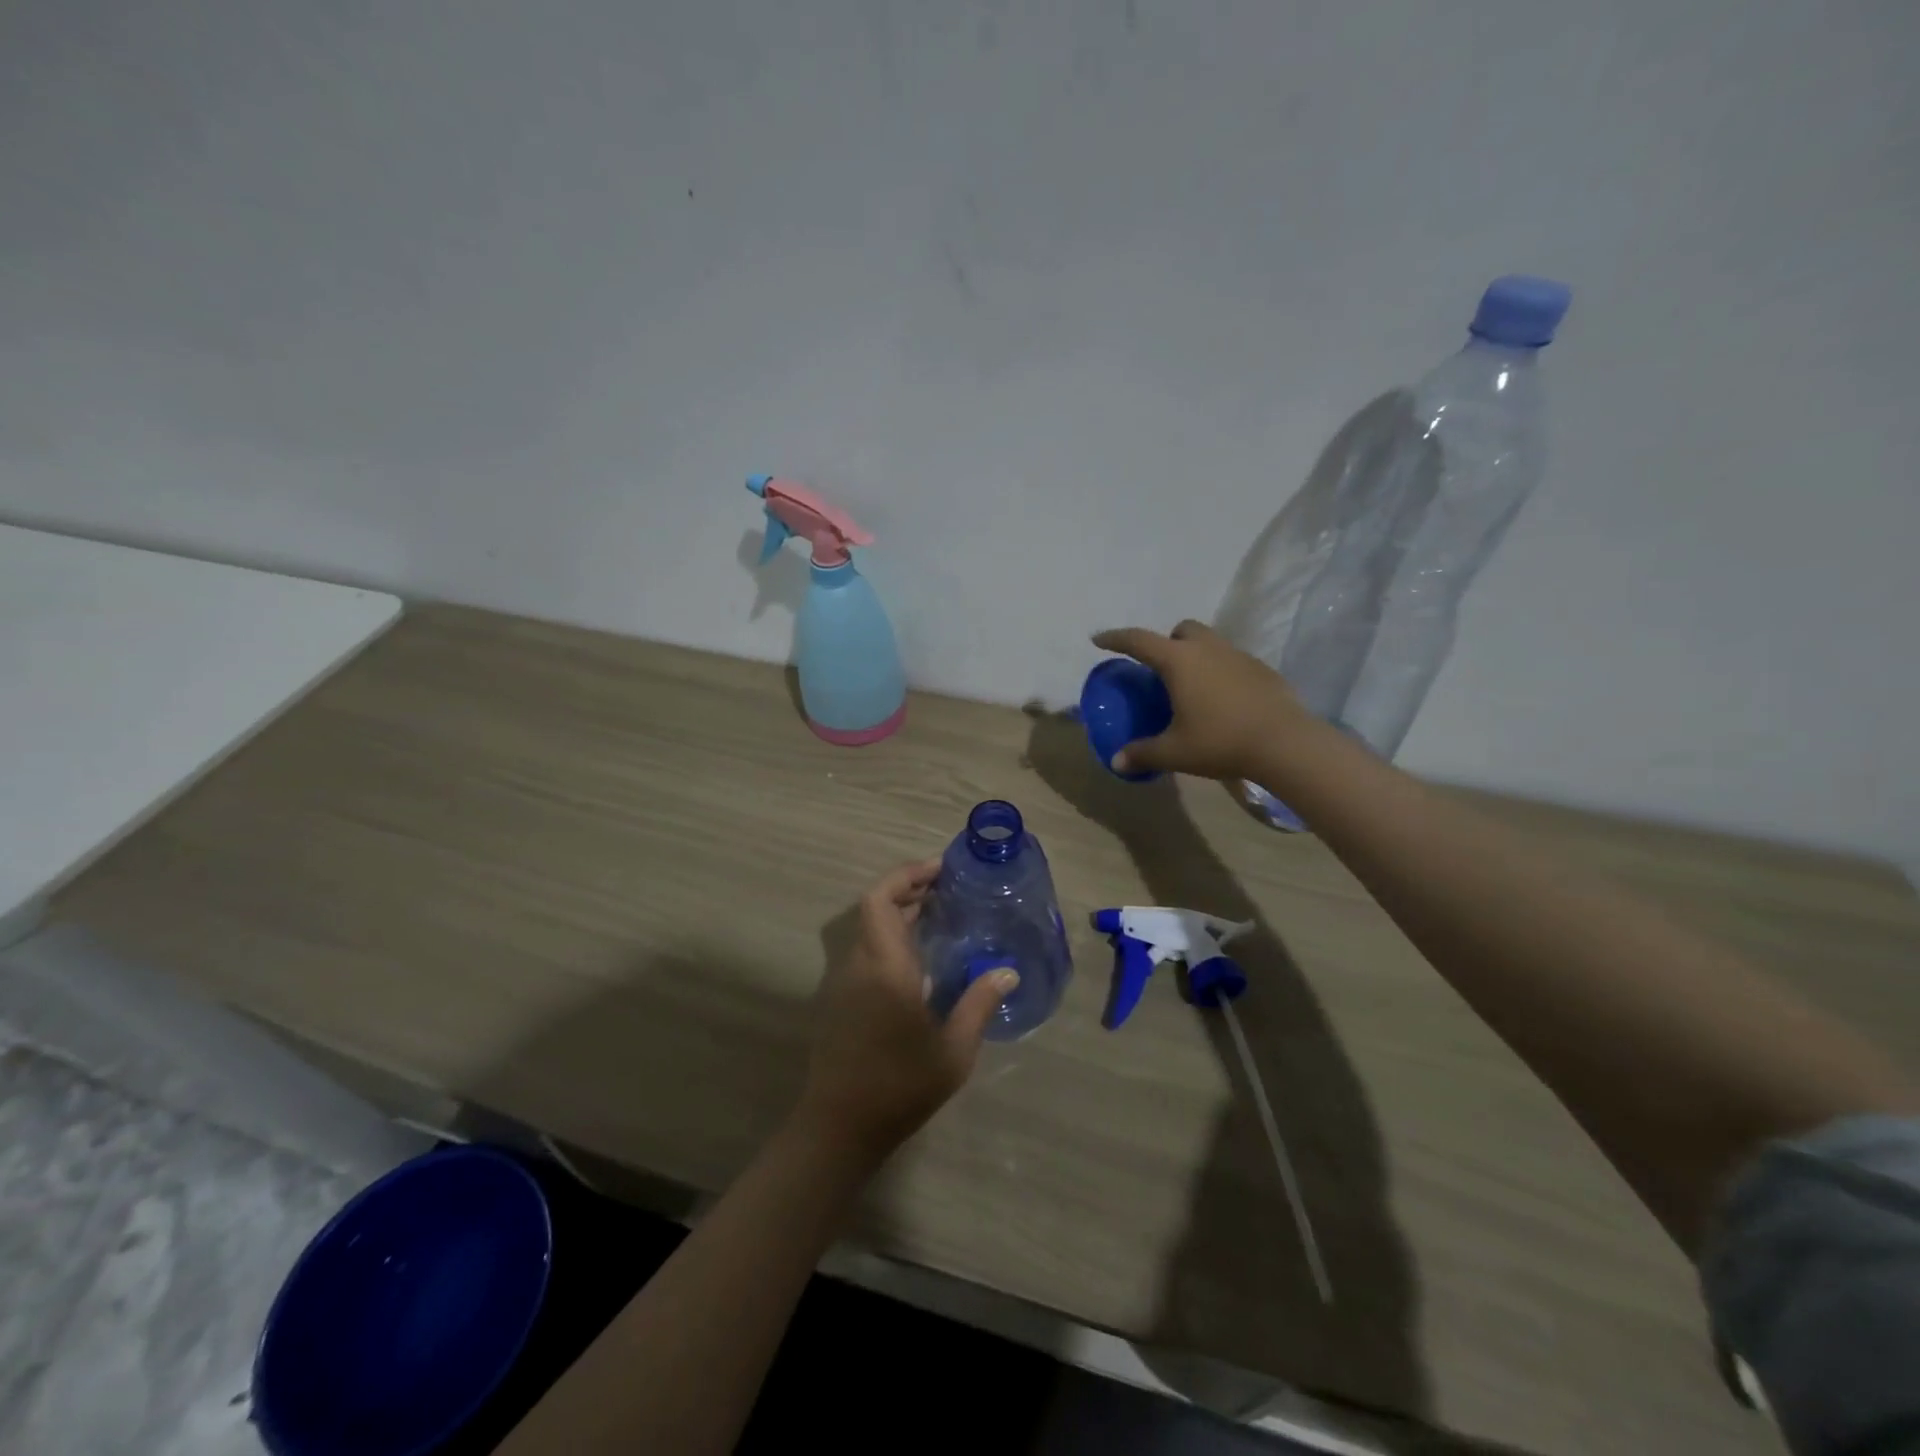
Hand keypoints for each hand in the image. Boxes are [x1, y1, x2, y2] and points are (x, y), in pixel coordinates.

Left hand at [798, 859, 1016, 1162]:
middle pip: (874, 907)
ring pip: (868, 929)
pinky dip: (890, 938)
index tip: (940, 870)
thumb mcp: (953, 1050)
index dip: (906, 875)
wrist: (839, 1127)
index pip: (881, 899)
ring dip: (899, 913)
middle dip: (909, 889)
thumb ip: (979, 1004)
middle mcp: (859, 964)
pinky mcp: (841, 1000)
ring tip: (940, 918)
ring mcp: (845, 982)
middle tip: (948, 890)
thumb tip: (1008, 972)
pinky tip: (920, 960)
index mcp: (885, 967)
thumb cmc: (900, 1085)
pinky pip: (866, 952)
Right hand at [1091, 620, 1311, 781]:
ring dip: (1196, 656)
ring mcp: (1239, 656)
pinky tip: (1223, 702)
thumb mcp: (1175, 752)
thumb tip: (1117, 762)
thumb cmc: (1220, 741)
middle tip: (1161, 670)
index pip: (1138, 640)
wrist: (1285, 743)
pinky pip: (1232, 661)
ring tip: (1192, 688)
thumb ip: (1143, 753)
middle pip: (1182, 630)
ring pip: (1210, 643)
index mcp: (1179, 661)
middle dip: (1167, 642)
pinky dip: (1220, 672)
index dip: (1115, 638)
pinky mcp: (1262, 670)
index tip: (1099, 639)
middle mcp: (1208, 649)